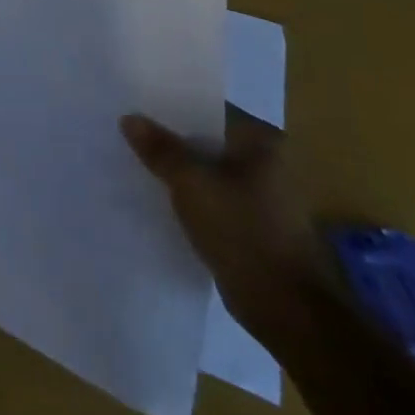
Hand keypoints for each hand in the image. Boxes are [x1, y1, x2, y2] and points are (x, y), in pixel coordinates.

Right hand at [121, 109, 332, 347]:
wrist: (288, 310)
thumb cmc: (244, 233)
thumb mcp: (192, 184)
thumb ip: (160, 149)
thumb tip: (130, 118)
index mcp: (262, 141)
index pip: (208, 109)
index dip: (170, 106)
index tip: (134, 104)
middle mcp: (268, 161)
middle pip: (207, 138)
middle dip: (170, 138)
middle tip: (127, 130)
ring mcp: (262, 195)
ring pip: (208, 170)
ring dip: (178, 169)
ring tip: (134, 159)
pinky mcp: (253, 223)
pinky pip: (212, 196)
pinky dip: (189, 195)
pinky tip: (157, 195)